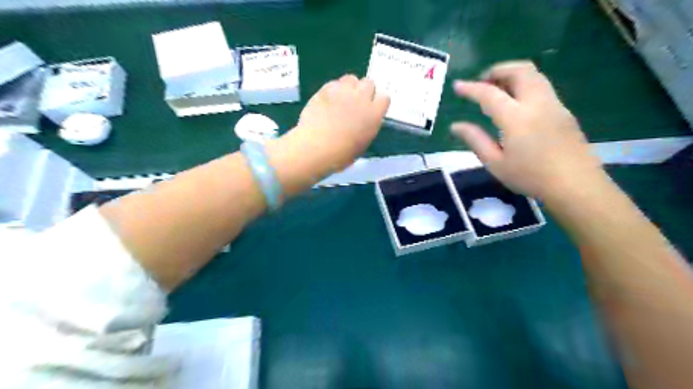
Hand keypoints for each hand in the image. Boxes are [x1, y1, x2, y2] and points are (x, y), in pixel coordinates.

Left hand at [290, 75, 388, 170]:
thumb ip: (367, 126)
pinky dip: (333, 90)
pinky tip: (327, 101)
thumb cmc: (341, 154)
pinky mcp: (326, 89)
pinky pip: (334, 83)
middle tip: (355, 102)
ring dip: (349, 87)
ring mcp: (344, 91)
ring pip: (351, 78)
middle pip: (369, 83)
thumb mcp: (363, 143)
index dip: (377, 102)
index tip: (371, 108)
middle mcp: (362, 98)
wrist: (317, 147)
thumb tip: (363, 122)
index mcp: (374, 114)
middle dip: (364, 90)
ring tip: (341, 98)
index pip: (384, 98)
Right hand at [453, 61, 604, 200]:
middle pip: (519, 71)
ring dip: (513, 74)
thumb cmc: (530, 177)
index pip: (490, 94)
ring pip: (534, 74)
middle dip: (498, 70)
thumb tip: (455, 126)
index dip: (470, 88)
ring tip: (497, 89)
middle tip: (482, 82)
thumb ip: (475, 140)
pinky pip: (542, 86)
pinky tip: (516, 102)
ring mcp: (554, 104)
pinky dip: (525, 84)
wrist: (575, 185)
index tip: (457, 86)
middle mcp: (537, 103)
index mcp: (517, 118)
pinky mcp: (564, 110)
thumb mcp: (495, 163)